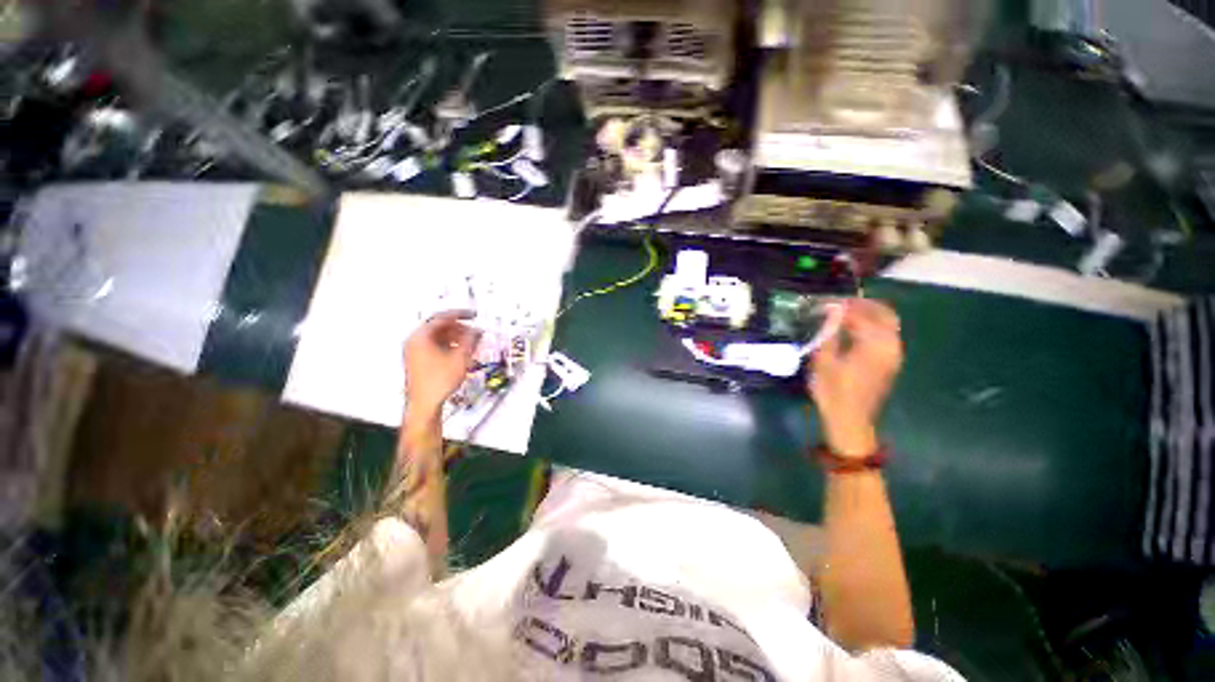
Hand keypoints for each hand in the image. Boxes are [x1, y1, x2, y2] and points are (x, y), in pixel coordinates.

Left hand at [404, 311, 480, 420]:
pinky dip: (450, 345)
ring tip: (471, 342)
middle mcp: (415, 342)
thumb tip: (477, 331)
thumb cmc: (438, 382)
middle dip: (459, 328)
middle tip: (473, 330)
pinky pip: (436, 346)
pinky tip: (461, 352)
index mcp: (420, 337)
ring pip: (438, 337)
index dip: (460, 314)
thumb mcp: (460, 357)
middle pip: (439, 327)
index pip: (442, 317)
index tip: (472, 315)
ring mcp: (415, 352)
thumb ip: (470, 340)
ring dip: (456, 337)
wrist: (425, 404)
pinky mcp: (419, 361)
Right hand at [809, 299, 903, 457]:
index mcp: (874, 345)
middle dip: (862, 304)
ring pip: (887, 323)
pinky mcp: (891, 362)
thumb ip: (830, 333)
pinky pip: (886, 334)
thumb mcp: (824, 361)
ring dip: (868, 314)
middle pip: (883, 314)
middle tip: (838, 303)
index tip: (824, 302)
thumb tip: (831, 311)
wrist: (850, 420)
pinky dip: (872, 326)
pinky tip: (854, 329)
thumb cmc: (832, 391)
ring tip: (844, 314)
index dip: (842, 306)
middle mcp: (890, 346)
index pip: (860, 314)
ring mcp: (893, 354)